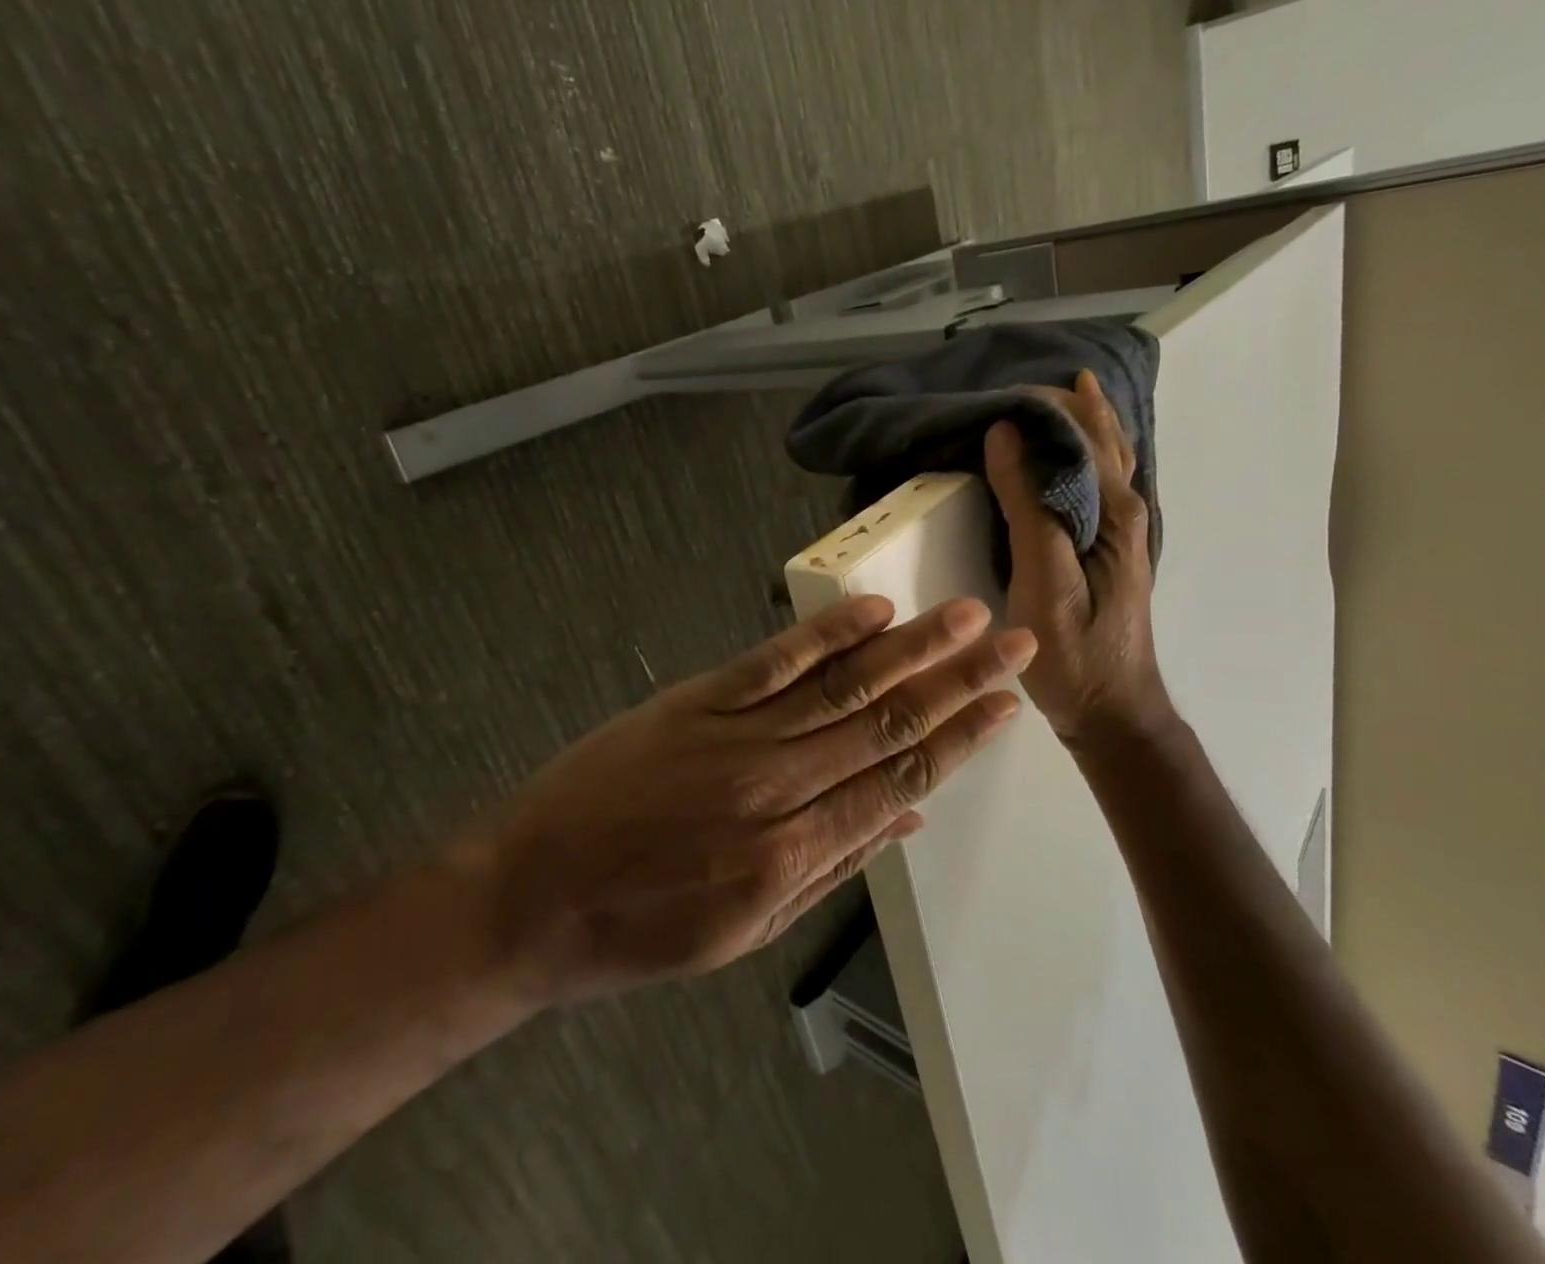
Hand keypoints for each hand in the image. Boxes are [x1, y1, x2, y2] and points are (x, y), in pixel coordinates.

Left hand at [480, 596, 1034, 1007]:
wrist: (531, 892)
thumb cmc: (641, 927)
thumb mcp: (744, 932)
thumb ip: (833, 872)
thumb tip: (906, 821)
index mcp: (793, 855)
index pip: (900, 783)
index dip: (961, 742)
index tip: (1006, 705)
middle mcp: (778, 788)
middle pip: (888, 726)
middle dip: (959, 683)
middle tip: (1013, 643)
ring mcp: (736, 735)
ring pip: (844, 686)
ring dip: (912, 649)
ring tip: (964, 617)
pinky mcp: (697, 700)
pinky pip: (774, 661)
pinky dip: (828, 633)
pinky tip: (874, 611)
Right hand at [983, 369, 1171, 746]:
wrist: (1111, 711)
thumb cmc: (1076, 652)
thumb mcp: (1044, 581)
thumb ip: (1027, 506)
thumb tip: (1006, 433)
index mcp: (1113, 512)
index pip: (1084, 434)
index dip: (1047, 406)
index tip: (1003, 389)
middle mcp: (1125, 511)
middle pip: (1103, 439)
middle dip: (1069, 406)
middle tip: (1020, 385)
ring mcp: (1119, 531)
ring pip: (1105, 459)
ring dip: (1080, 425)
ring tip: (1050, 398)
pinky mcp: (1106, 549)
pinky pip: (1095, 484)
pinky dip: (1079, 456)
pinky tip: (1061, 456)